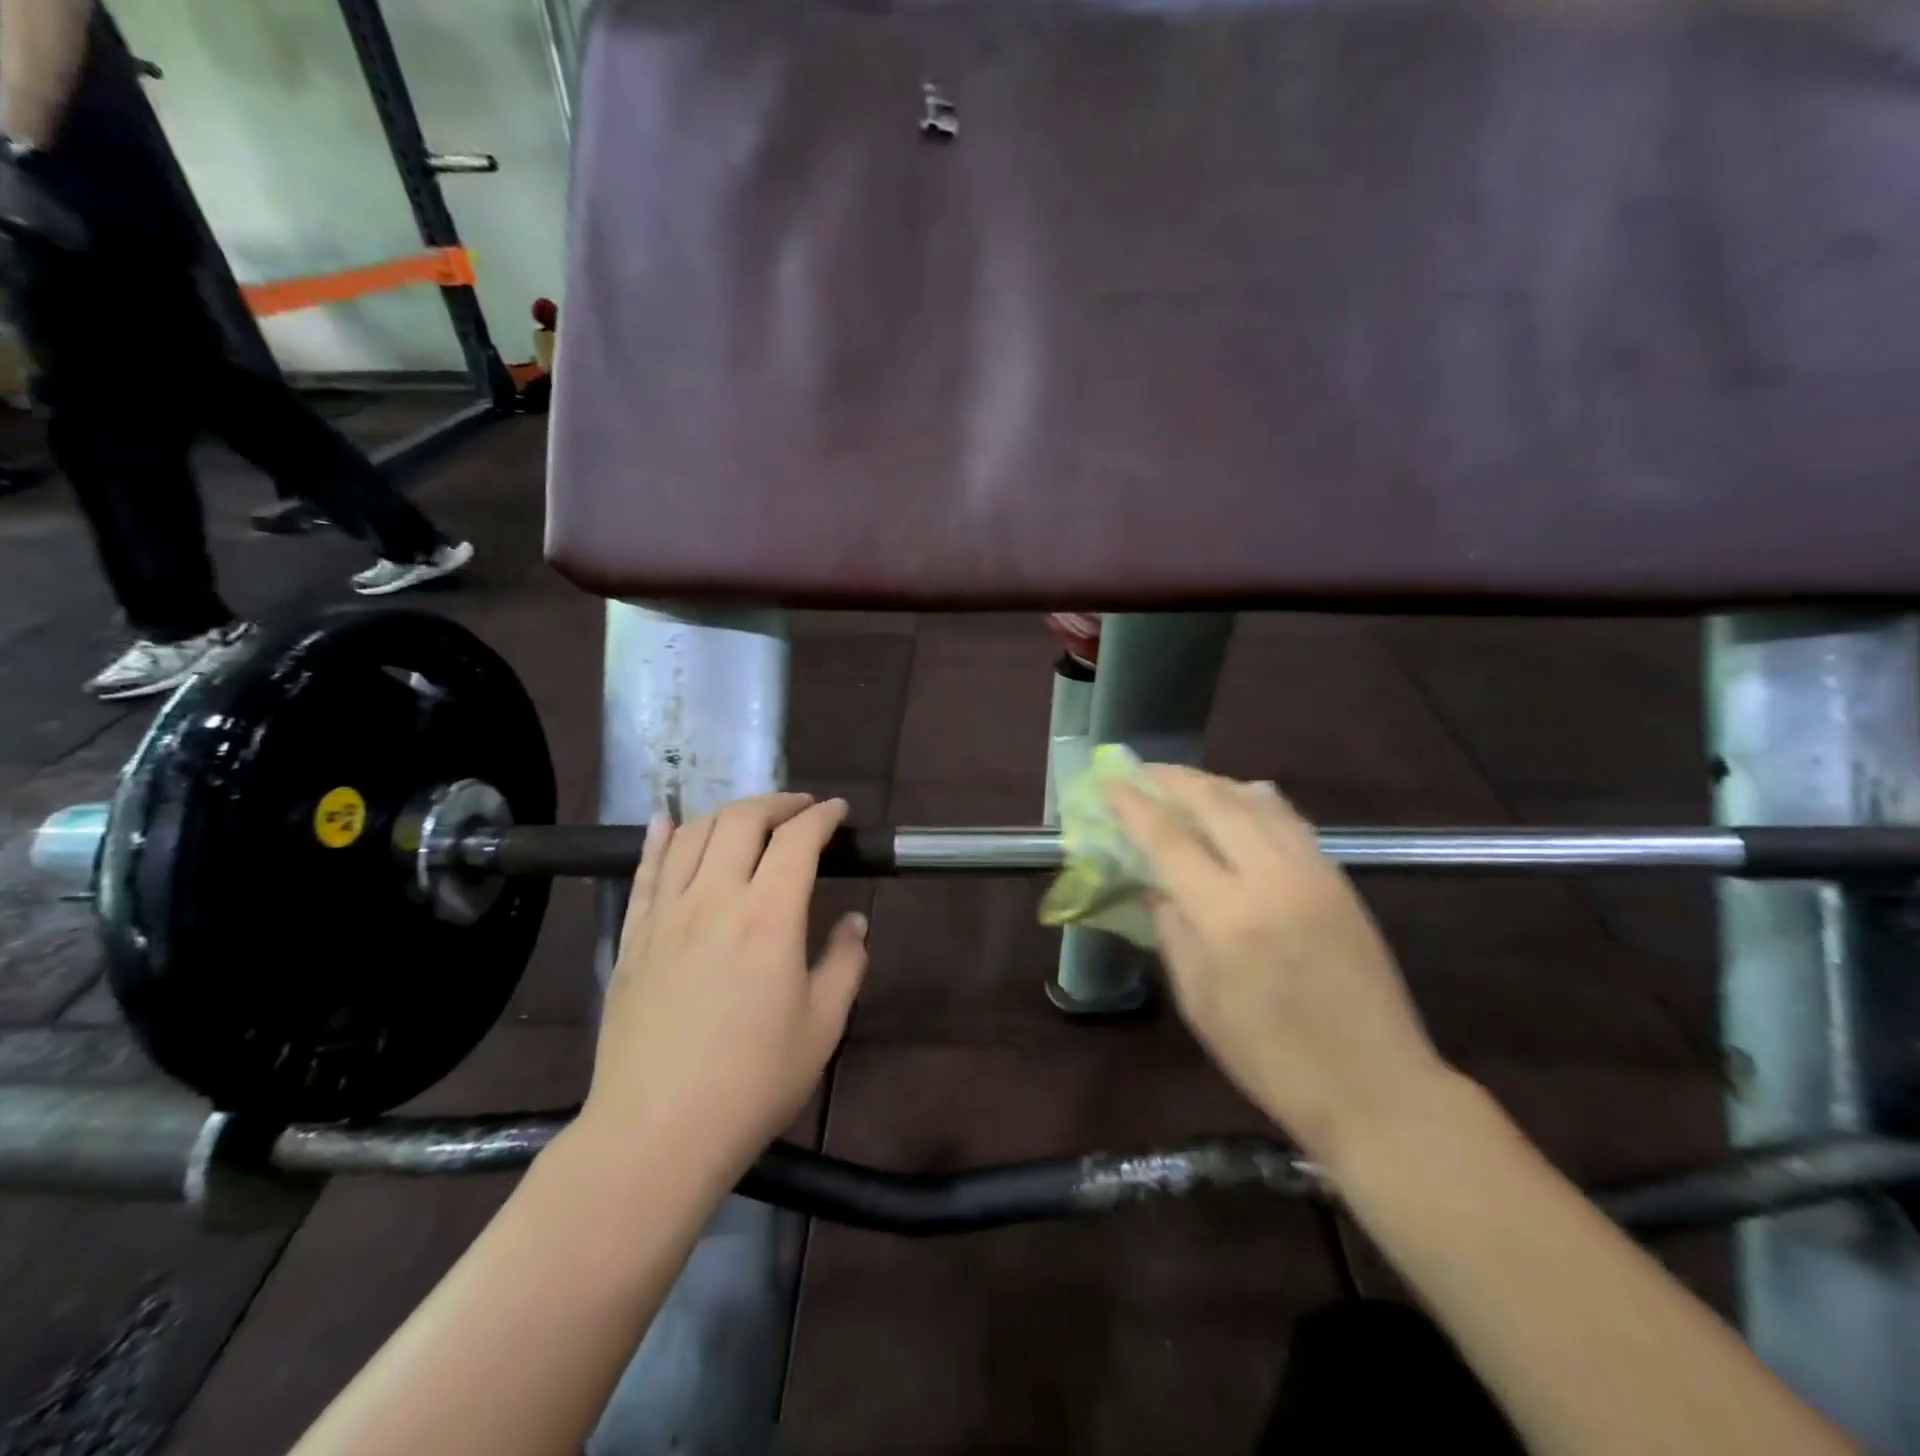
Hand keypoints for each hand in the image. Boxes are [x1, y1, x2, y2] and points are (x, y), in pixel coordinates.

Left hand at [578, 793, 869, 1178]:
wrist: (656, 1132)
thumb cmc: (752, 1082)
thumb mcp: (822, 1026)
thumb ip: (844, 963)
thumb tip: (854, 921)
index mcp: (768, 917)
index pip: (797, 840)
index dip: (822, 817)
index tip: (838, 811)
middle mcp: (714, 899)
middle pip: (741, 821)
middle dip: (777, 803)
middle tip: (800, 809)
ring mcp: (666, 914)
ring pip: (692, 835)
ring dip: (727, 814)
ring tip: (750, 818)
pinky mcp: (633, 937)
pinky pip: (645, 870)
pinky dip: (660, 838)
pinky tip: (666, 821)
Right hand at [1108, 767, 1451, 1166]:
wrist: (1378, 1087)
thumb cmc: (1273, 1059)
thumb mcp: (1200, 1003)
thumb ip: (1172, 932)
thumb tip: (1153, 886)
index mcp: (1228, 917)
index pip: (1168, 840)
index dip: (1133, 806)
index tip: (1109, 782)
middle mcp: (1272, 879)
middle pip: (1216, 801)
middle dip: (1173, 779)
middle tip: (1142, 772)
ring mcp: (1313, 873)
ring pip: (1257, 801)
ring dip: (1214, 783)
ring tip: (1184, 783)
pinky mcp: (1339, 879)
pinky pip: (1289, 820)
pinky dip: (1255, 800)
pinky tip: (1241, 800)